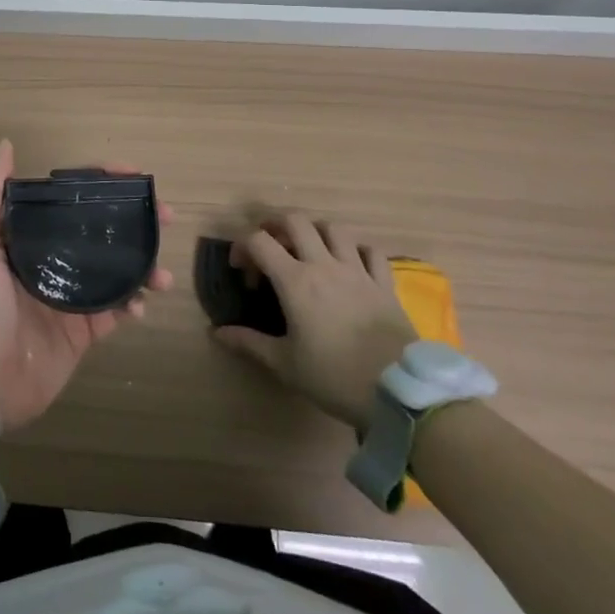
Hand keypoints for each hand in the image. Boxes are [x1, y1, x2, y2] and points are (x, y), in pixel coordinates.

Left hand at [0, 140, 172, 432]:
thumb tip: (7, 145)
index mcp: (20, 236)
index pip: (64, 198)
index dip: (97, 182)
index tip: (132, 174)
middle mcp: (45, 261)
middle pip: (95, 229)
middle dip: (131, 219)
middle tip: (165, 215)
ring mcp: (65, 297)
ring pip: (112, 268)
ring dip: (141, 262)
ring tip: (163, 270)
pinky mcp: (79, 333)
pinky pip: (114, 310)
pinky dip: (133, 302)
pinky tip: (143, 302)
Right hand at [210, 214, 416, 435]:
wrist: (398, 392)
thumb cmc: (334, 377)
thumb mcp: (285, 364)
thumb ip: (249, 343)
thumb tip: (217, 332)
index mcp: (295, 281)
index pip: (259, 241)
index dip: (242, 247)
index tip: (241, 270)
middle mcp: (324, 265)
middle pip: (296, 221)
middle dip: (276, 226)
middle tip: (270, 247)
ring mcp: (358, 271)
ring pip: (334, 229)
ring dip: (315, 232)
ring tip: (308, 250)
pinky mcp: (384, 284)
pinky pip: (371, 251)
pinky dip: (356, 250)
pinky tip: (350, 265)